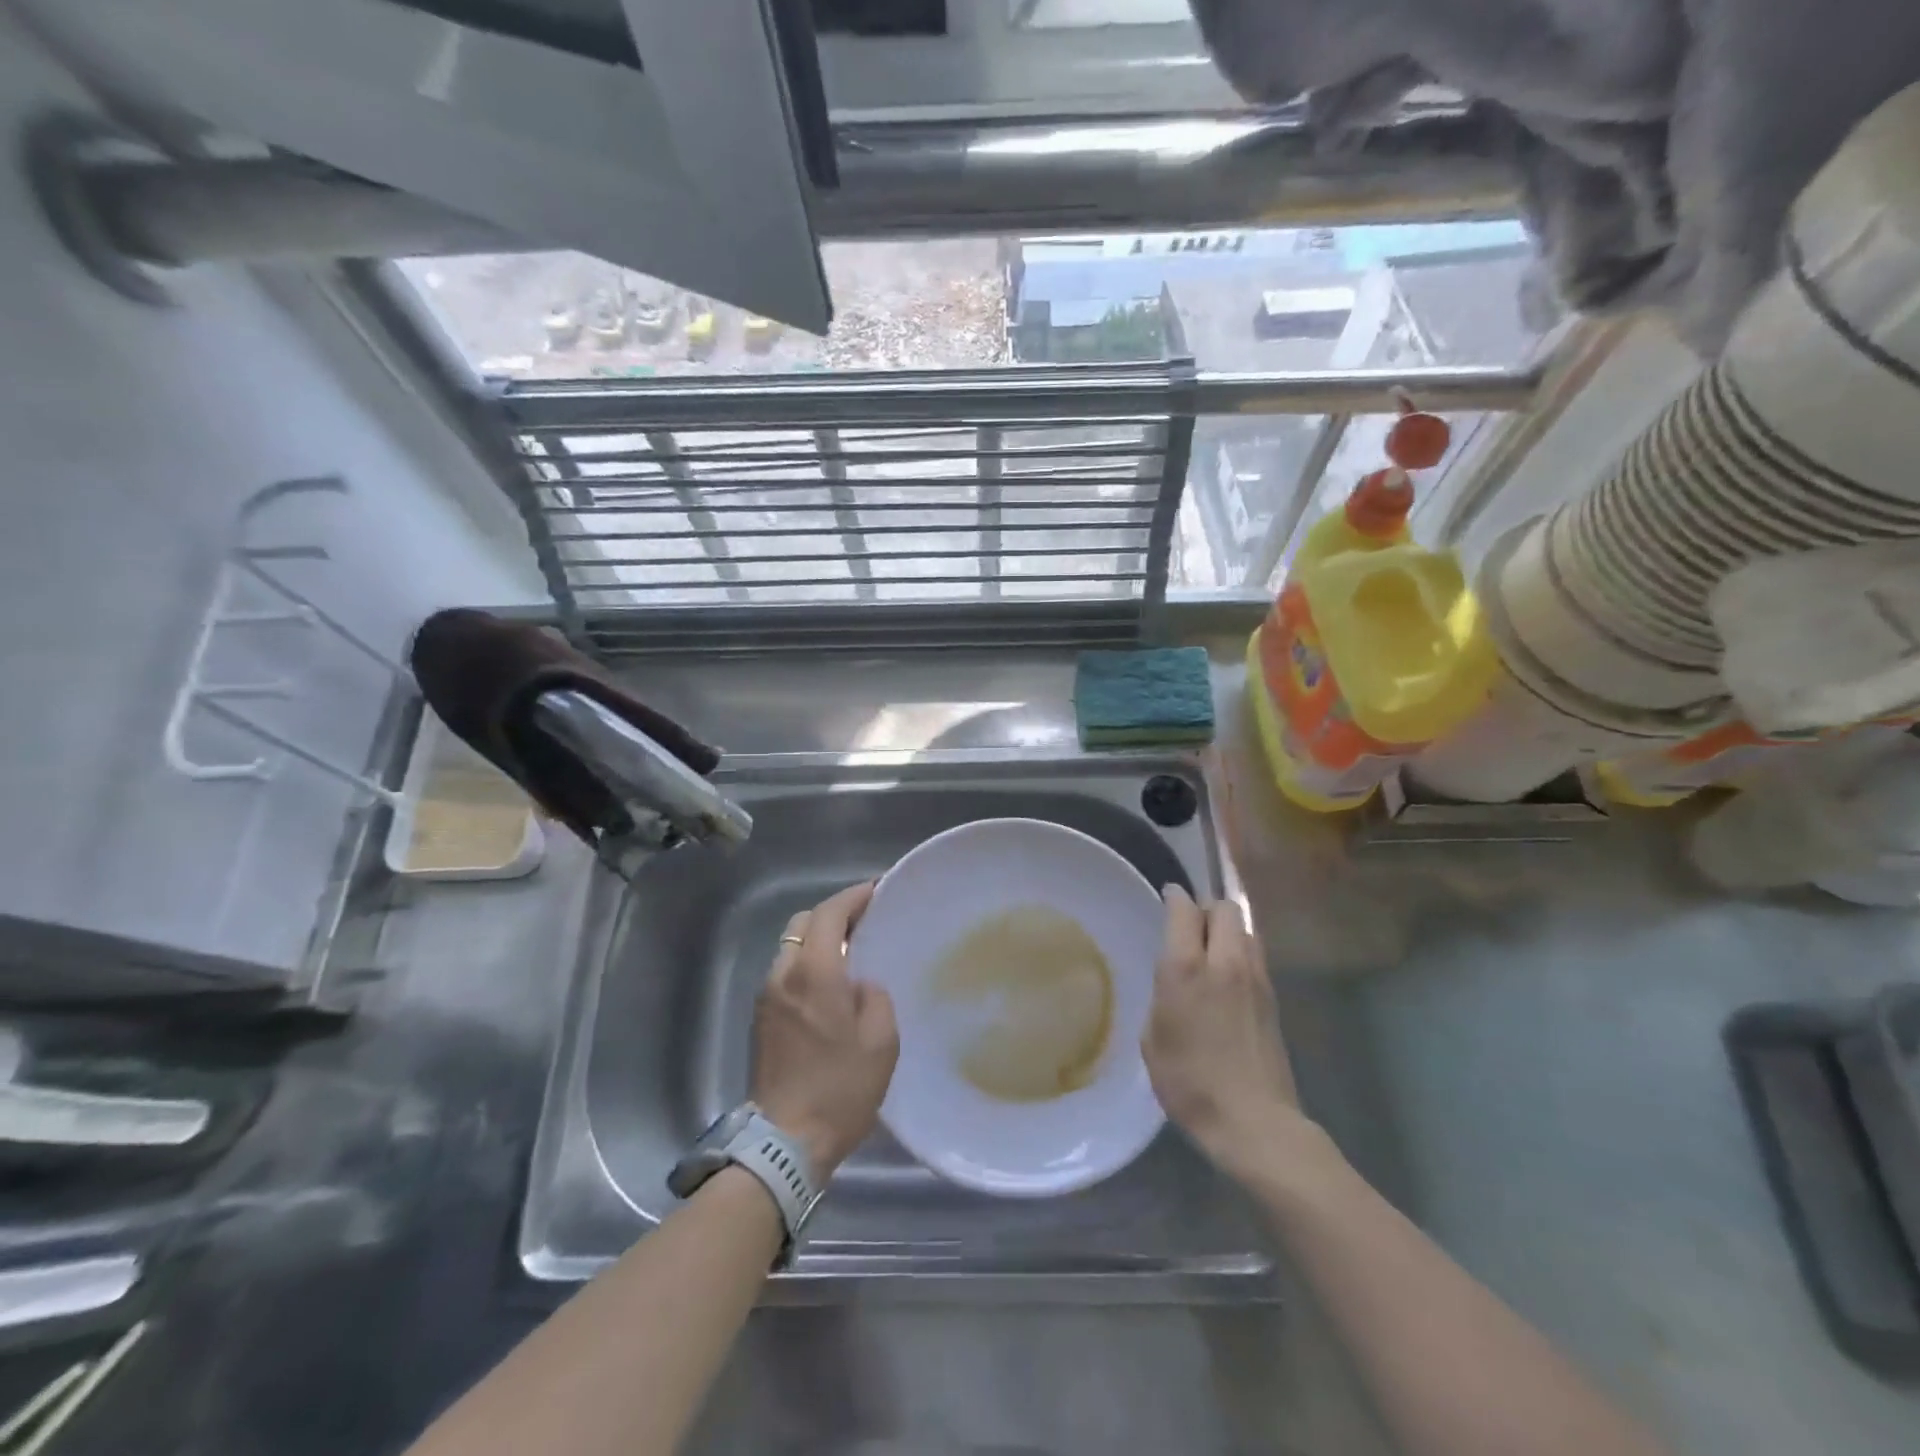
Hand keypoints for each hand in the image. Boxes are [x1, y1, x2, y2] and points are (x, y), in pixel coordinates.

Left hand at [751, 882, 898, 1180]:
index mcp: (814, 973)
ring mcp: (766, 997)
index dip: (853, 897)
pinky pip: (785, 972)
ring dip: (817, 939)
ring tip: (849, 950)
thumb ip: (874, 996)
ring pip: (790, 947)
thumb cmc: (840, 1089)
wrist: (784, 1143)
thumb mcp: (881, 1041)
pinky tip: (829, 983)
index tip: (876, 890)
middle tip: (865, 920)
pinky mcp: (760, 1019)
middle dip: (833, 914)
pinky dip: (807, 962)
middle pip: (803, 923)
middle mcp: (783, 975)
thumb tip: (860, 984)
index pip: (828, 914)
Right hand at [1142, 885, 1314, 1186]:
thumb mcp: (1153, 1038)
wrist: (1253, 1122)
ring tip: (1211, 951)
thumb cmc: (1190, 1083)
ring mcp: (1255, 978)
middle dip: (1206, 909)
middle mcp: (1224, 962)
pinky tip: (1229, 979)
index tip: (1167, 897)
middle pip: (1224, 908)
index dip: (1174, 897)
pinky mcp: (1274, 998)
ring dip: (1228, 930)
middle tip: (1190, 928)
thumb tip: (1175, 979)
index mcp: (1186, 968)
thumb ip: (1163, 995)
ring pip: (1246, 928)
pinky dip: (1241, 953)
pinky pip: (1256, 955)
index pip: (1185, 909)